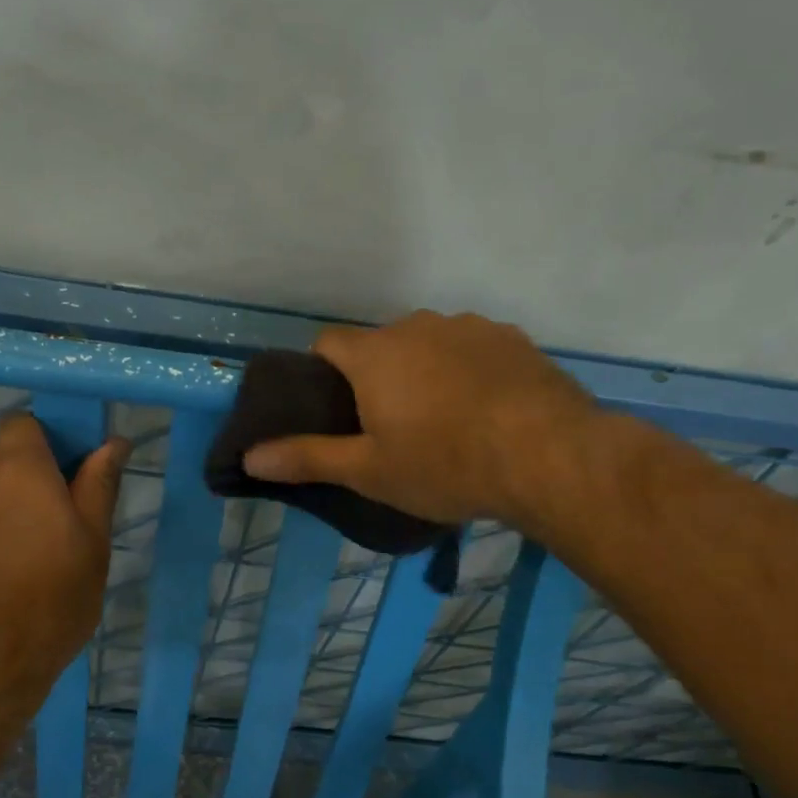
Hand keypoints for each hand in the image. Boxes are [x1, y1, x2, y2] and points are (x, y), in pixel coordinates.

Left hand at [0, 414, 127, 733]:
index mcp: (19, 469)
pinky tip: (4, 573)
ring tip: (33, 554)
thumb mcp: (92, 542)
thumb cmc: (50, 598)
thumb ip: (99, 485)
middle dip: (30, 478)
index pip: (21, 423)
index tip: (69, 471)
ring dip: (8, 507)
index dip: (45, 439)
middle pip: (4, 459)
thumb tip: (114, 442)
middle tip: (61, 520)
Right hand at [240, 311, 598, 529]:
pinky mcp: (511, 338)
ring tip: (446, 420)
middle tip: (392, 425)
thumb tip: (248, 456)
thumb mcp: (369, 471)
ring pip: (429, 344)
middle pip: (380, 344)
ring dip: (426, 370)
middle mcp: (417, 326)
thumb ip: (307, 458)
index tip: (335, 408)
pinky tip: (488, 409)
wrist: (549, 456)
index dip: (322, 372)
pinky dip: (469, 370)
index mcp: (374, 354)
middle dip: (377, 376)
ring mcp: (468, 327)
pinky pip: (473, 348)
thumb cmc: (445, 464)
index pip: (327, 343)